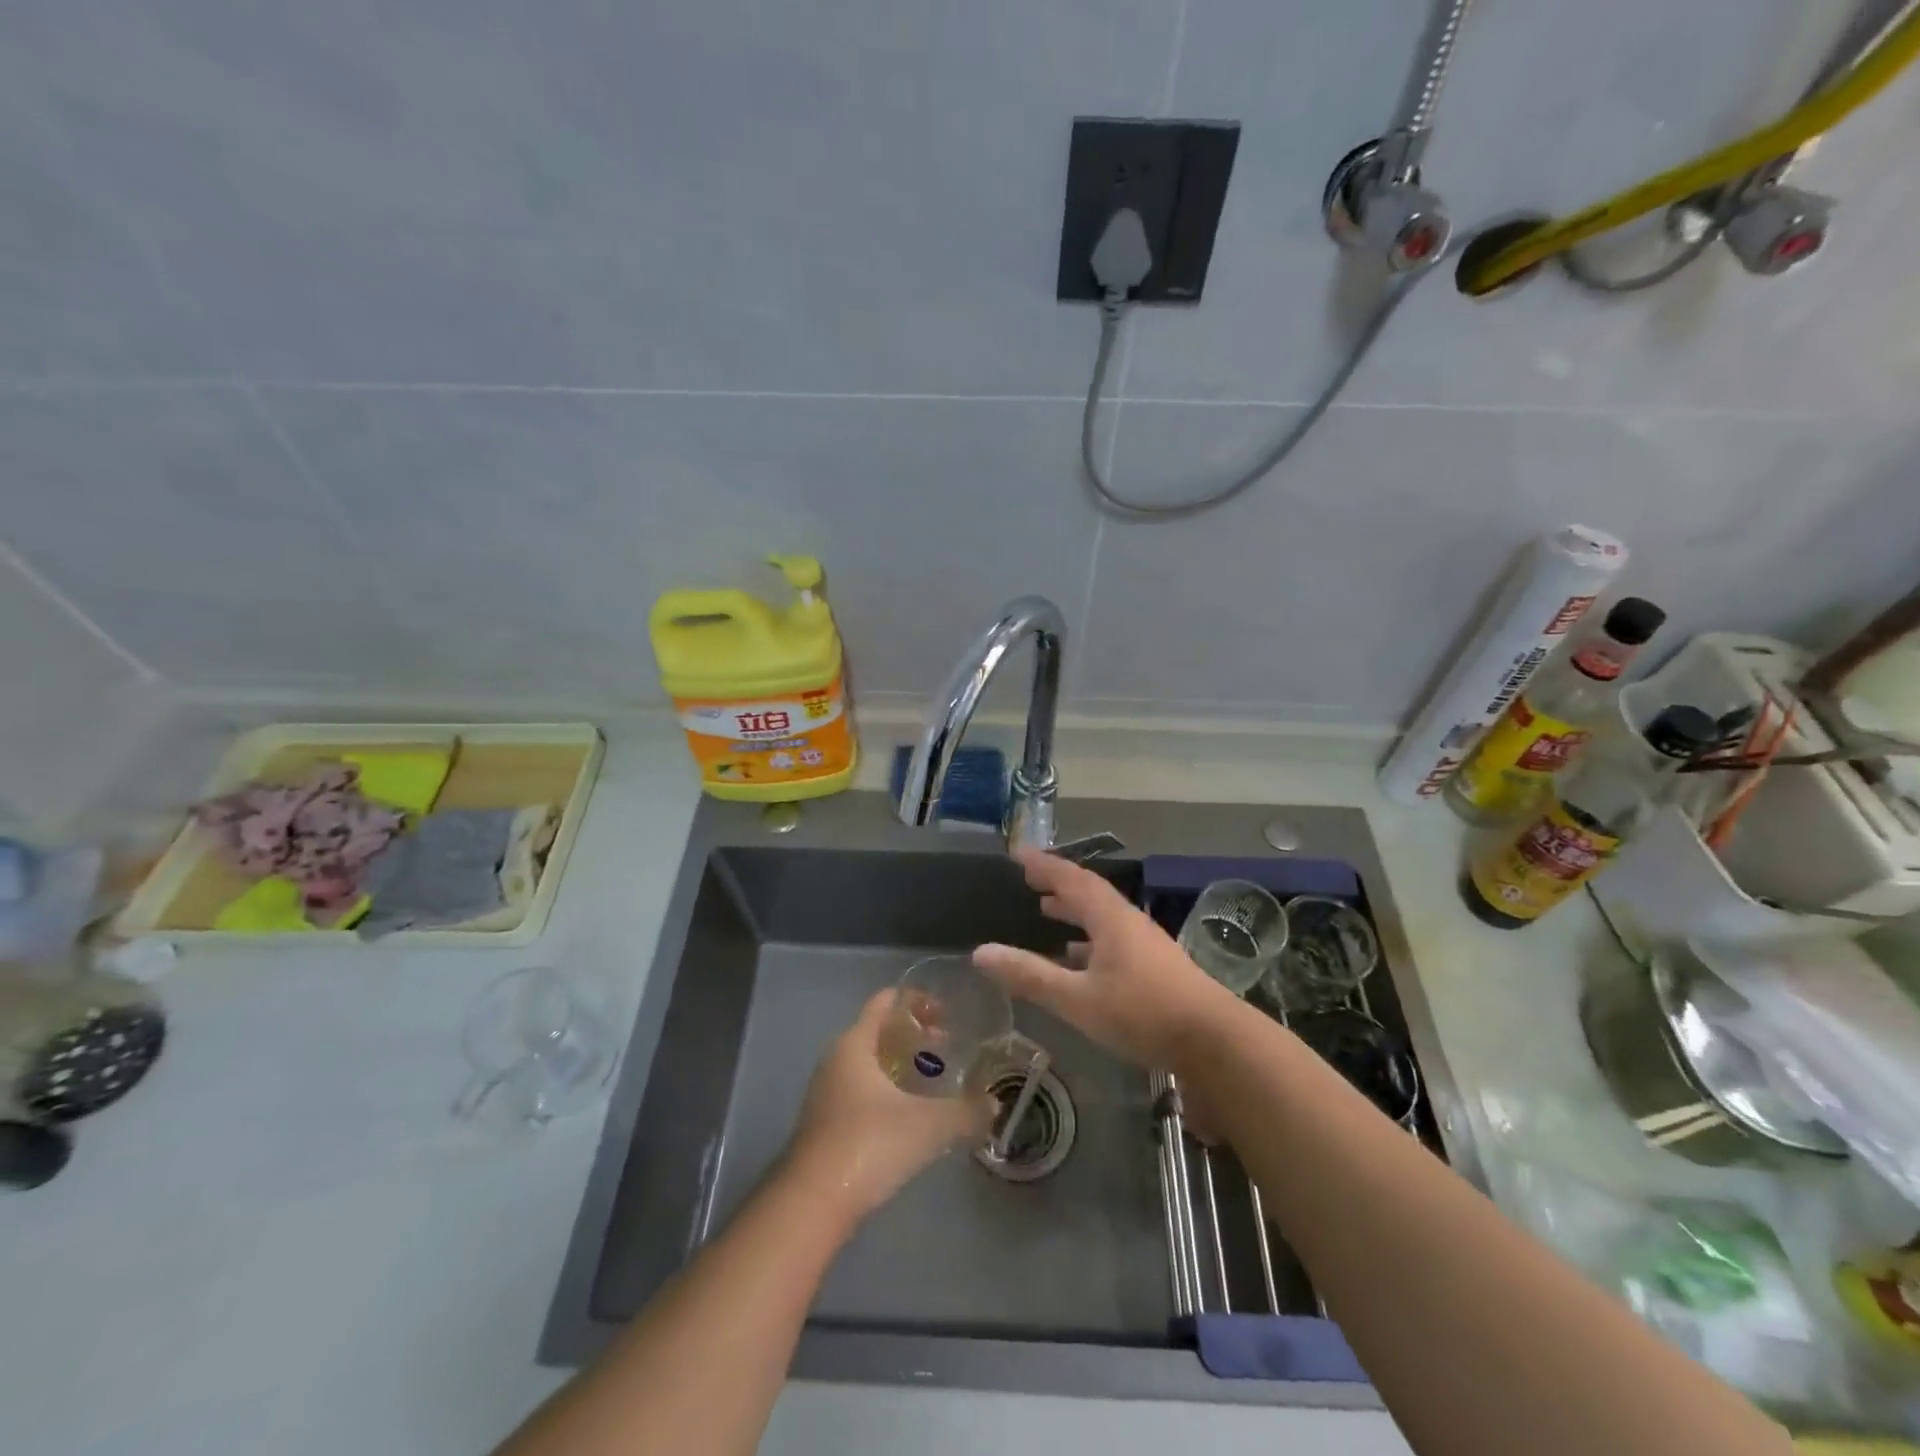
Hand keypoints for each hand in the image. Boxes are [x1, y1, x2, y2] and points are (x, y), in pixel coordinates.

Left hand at [784, 990, 993, 1225]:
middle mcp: (836, 1059)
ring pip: (870, 1063)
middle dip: (914, 1034)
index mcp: (855, 1043)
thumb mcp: (929, 1126)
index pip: (885, 1001)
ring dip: (901, 1064)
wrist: (812, 1205)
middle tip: (948, 1046)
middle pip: (878, 1030)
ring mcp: (827, 1092)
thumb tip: (994, 1104)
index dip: (917, 1000)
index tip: (948, 1013)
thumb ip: (966, 1111)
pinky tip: (910, 1114)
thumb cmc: (869, 1145)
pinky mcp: (825, 1123)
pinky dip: (888, 1090)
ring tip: (934, 1080)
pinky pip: (861, 1090)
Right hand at [973, 848, 1237, 1069]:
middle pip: (1089, 893)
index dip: (1043, 864)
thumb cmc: (1143, 1012)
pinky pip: (1112, 939)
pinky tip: (1079, 959)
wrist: (1215, 1042)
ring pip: (1102, 917)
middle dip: (1058, 884)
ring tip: (1046, 911)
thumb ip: (1030, 975)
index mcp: (1110, 918)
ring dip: (1074, 911)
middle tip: (1029, 881)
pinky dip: (1089, 939)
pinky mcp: (1155, 967)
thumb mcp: (1078, 998)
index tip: (1017, 854)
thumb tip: (980, 952)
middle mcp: (1128, 922)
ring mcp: (1145, 944)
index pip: (1071, 878)